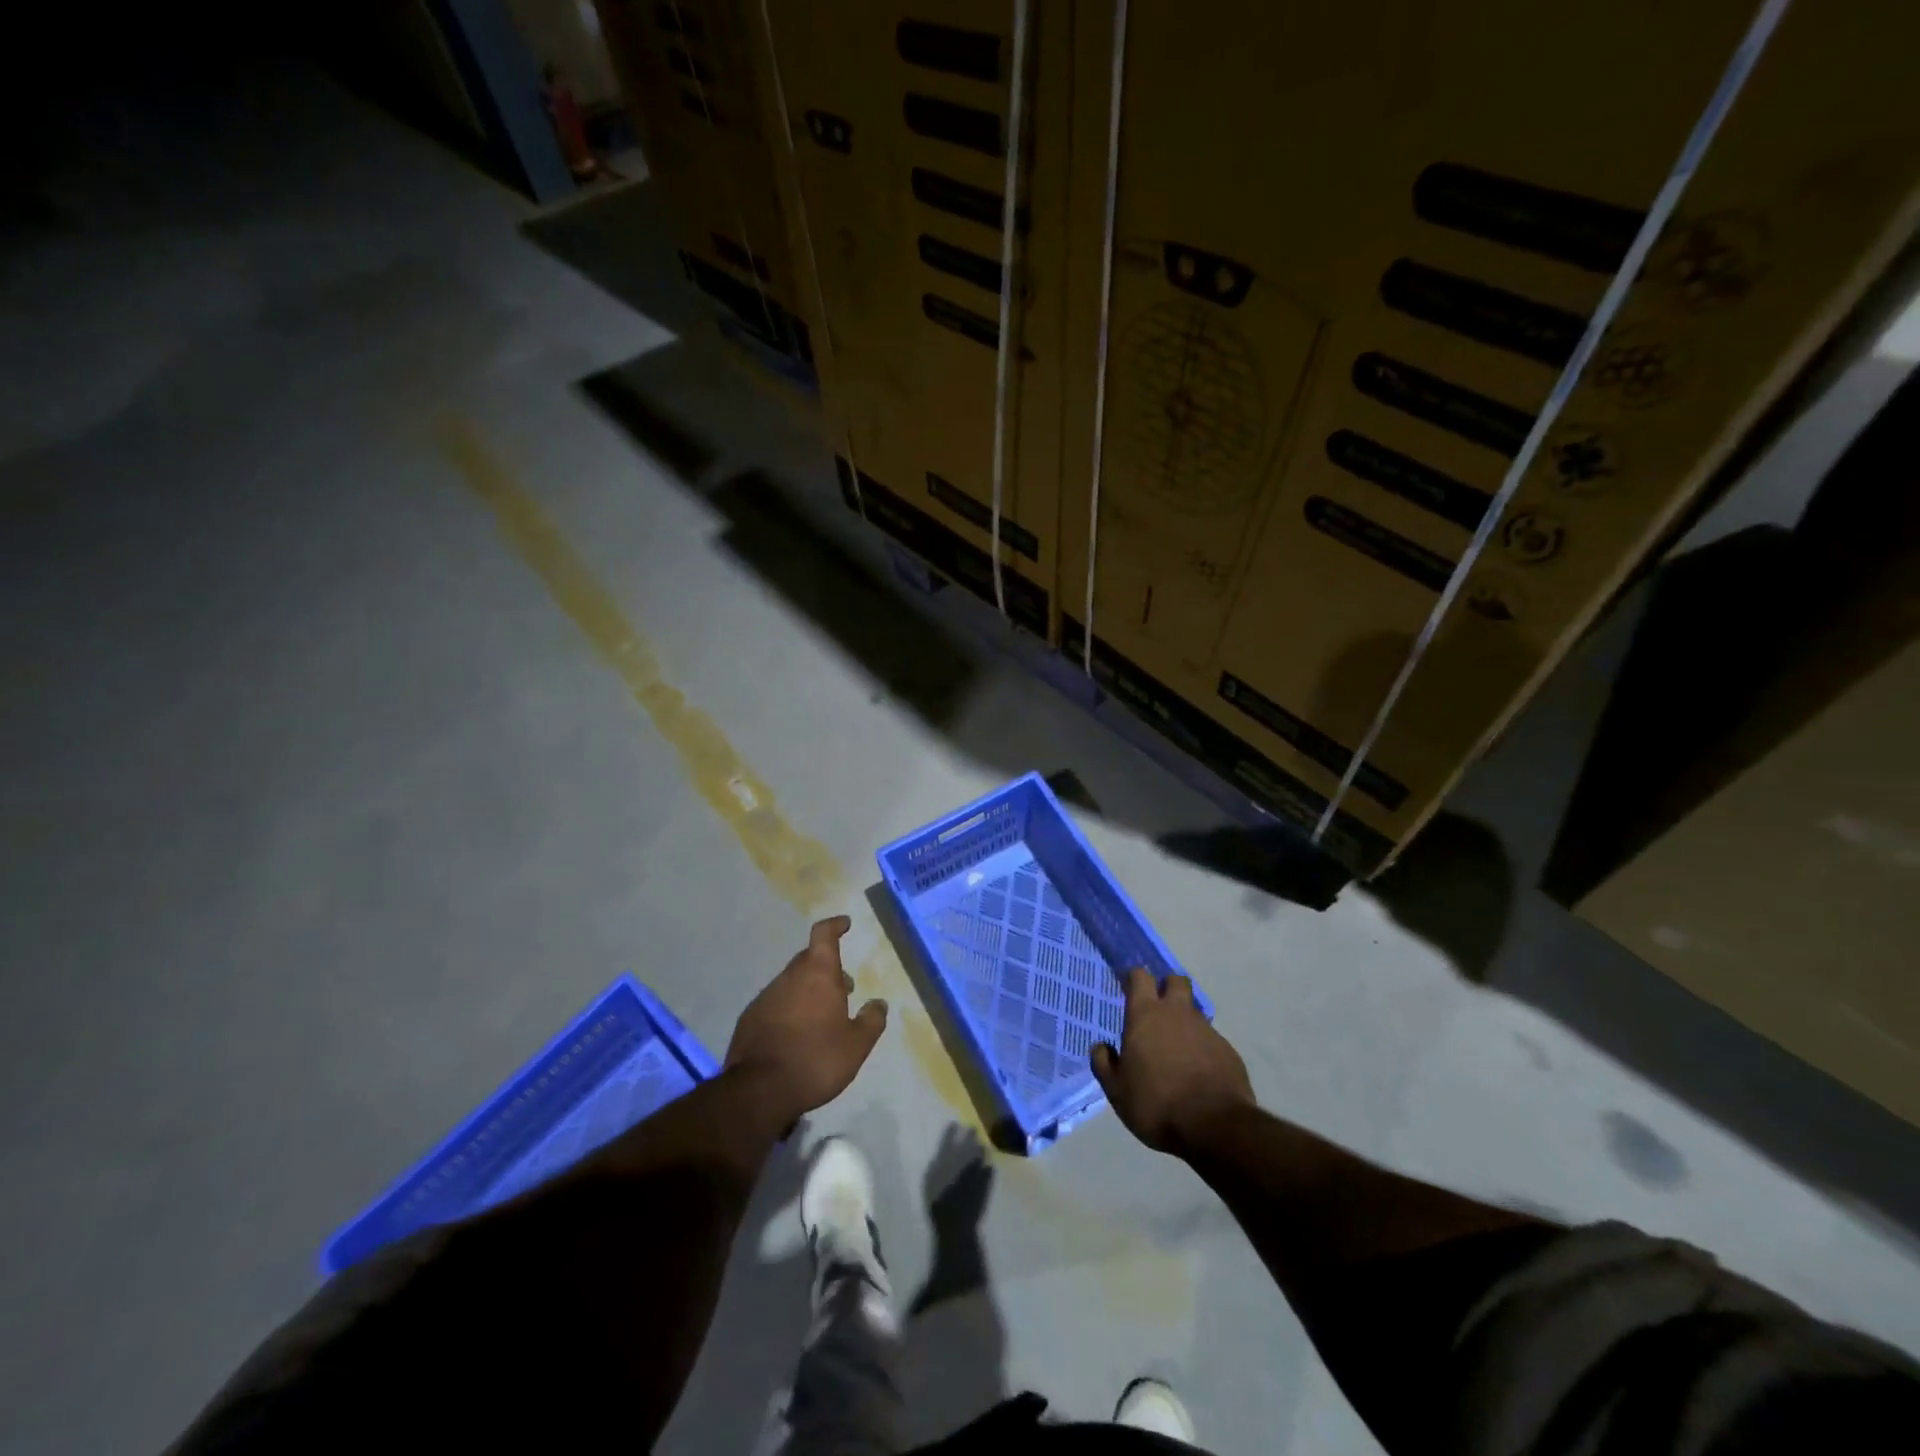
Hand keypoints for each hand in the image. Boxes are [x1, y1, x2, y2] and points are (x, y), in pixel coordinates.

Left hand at [726, 916, 887, 1124]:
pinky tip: (797, 1034)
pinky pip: (775, 1003)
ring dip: (808, 990)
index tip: (845, 924)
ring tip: (823, 1016)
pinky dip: (789, 1009)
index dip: (835, 926)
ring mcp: (766, 996)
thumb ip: (871, 1021)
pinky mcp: (750, 1018)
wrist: (759, 1090)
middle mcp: (789, 977)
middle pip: (808, 959)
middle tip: (844, 987)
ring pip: (791, 982)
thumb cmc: (816, 1059)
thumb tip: (879, 1003)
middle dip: (827, 967)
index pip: (824, 934)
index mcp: (818, 974)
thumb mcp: (857, 1045)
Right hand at [1090, 968, 1253, 1154]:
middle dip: (1167, 987)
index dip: (1134, 978)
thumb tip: (1101, 1047)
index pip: (1140, 977)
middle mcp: (1177, 1013)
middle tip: (1158, 1009)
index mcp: (1145, 1015)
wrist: (1214, 1126)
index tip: (1129, 987)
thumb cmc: (1156, 1104)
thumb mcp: (1117, 1091)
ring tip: (1177, 1050)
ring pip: (1194, 1012)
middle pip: (1175, 981)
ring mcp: (1206, 1030)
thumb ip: (1104, 1064)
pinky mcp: (1228, 1050)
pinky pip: (1211, 1039)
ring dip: (1185, 1022)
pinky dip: (1203, 1048)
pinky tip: (1198, 1072)